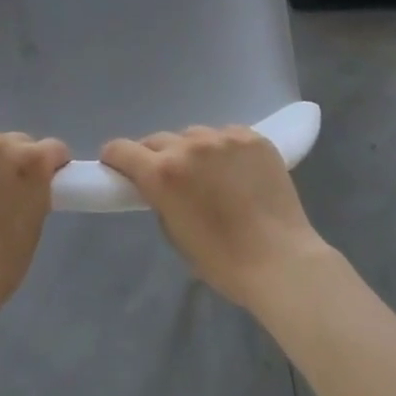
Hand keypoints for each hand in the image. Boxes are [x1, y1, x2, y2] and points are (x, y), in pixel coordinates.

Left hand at [0, 126, 69, 311]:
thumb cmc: (2, 260)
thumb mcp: (37, 220)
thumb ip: (38, 187)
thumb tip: (32, 177)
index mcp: (32, 160)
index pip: (53, 149)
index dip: (51, 165)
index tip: (45, 179)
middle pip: (16, 141)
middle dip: (15, 161)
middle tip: (4, 190)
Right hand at [101, 126, 328, 309]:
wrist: (281, 260)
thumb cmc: (221, 260)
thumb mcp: (173, 232)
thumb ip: (159, 198)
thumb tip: (159, 185)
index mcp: (163, 173)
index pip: (121, 149)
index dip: (115, 159)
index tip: (119, 169)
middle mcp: (189, 147)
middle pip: (157, 140)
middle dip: (156, 157)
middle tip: (169, 179)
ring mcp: (224, 138)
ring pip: (194, 136)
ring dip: (192, 152)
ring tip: (209, 175)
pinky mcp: (253, 138)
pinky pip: (226, 136)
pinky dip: (224, 150)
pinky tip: (236, 171)